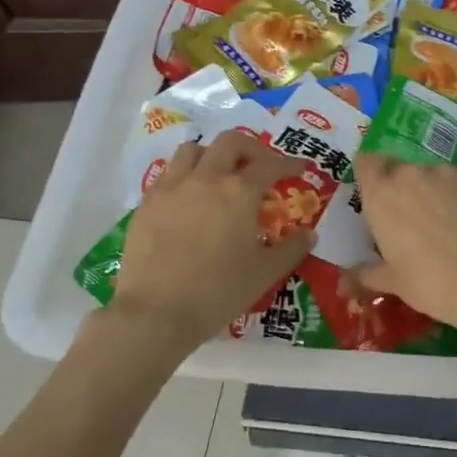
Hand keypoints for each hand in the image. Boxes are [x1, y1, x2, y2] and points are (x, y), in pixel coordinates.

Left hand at [109, 133, 314, 349]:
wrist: (155, 313)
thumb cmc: (218, 291)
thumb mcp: (265, 273)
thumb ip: (292, 249)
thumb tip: (309, 234)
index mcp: (239, 192)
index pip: (270, 165)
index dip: (288, 164)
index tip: (299, 169)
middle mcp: (206, 178)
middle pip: (230, 142)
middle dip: (251, 149)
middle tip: (260, 167)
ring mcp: (171, 188)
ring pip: (193, 150)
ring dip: (212, 155)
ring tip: (220, 176)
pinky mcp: (147, 204)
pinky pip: (168, 174)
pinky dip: (185, 176)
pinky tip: (190, 199)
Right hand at [346, 154, 456, 330]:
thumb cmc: (429, 281)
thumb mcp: (392, 282)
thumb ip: (366, 274)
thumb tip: (346, 279)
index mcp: (382, 193)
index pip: (366, 162)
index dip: (370, 175)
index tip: (376, 194)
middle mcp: (412, 173)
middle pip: (400, 169)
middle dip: (402, 188)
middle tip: (410, 218)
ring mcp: (448, 172)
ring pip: (433, 175)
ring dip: (433, 192)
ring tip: (446, 224)